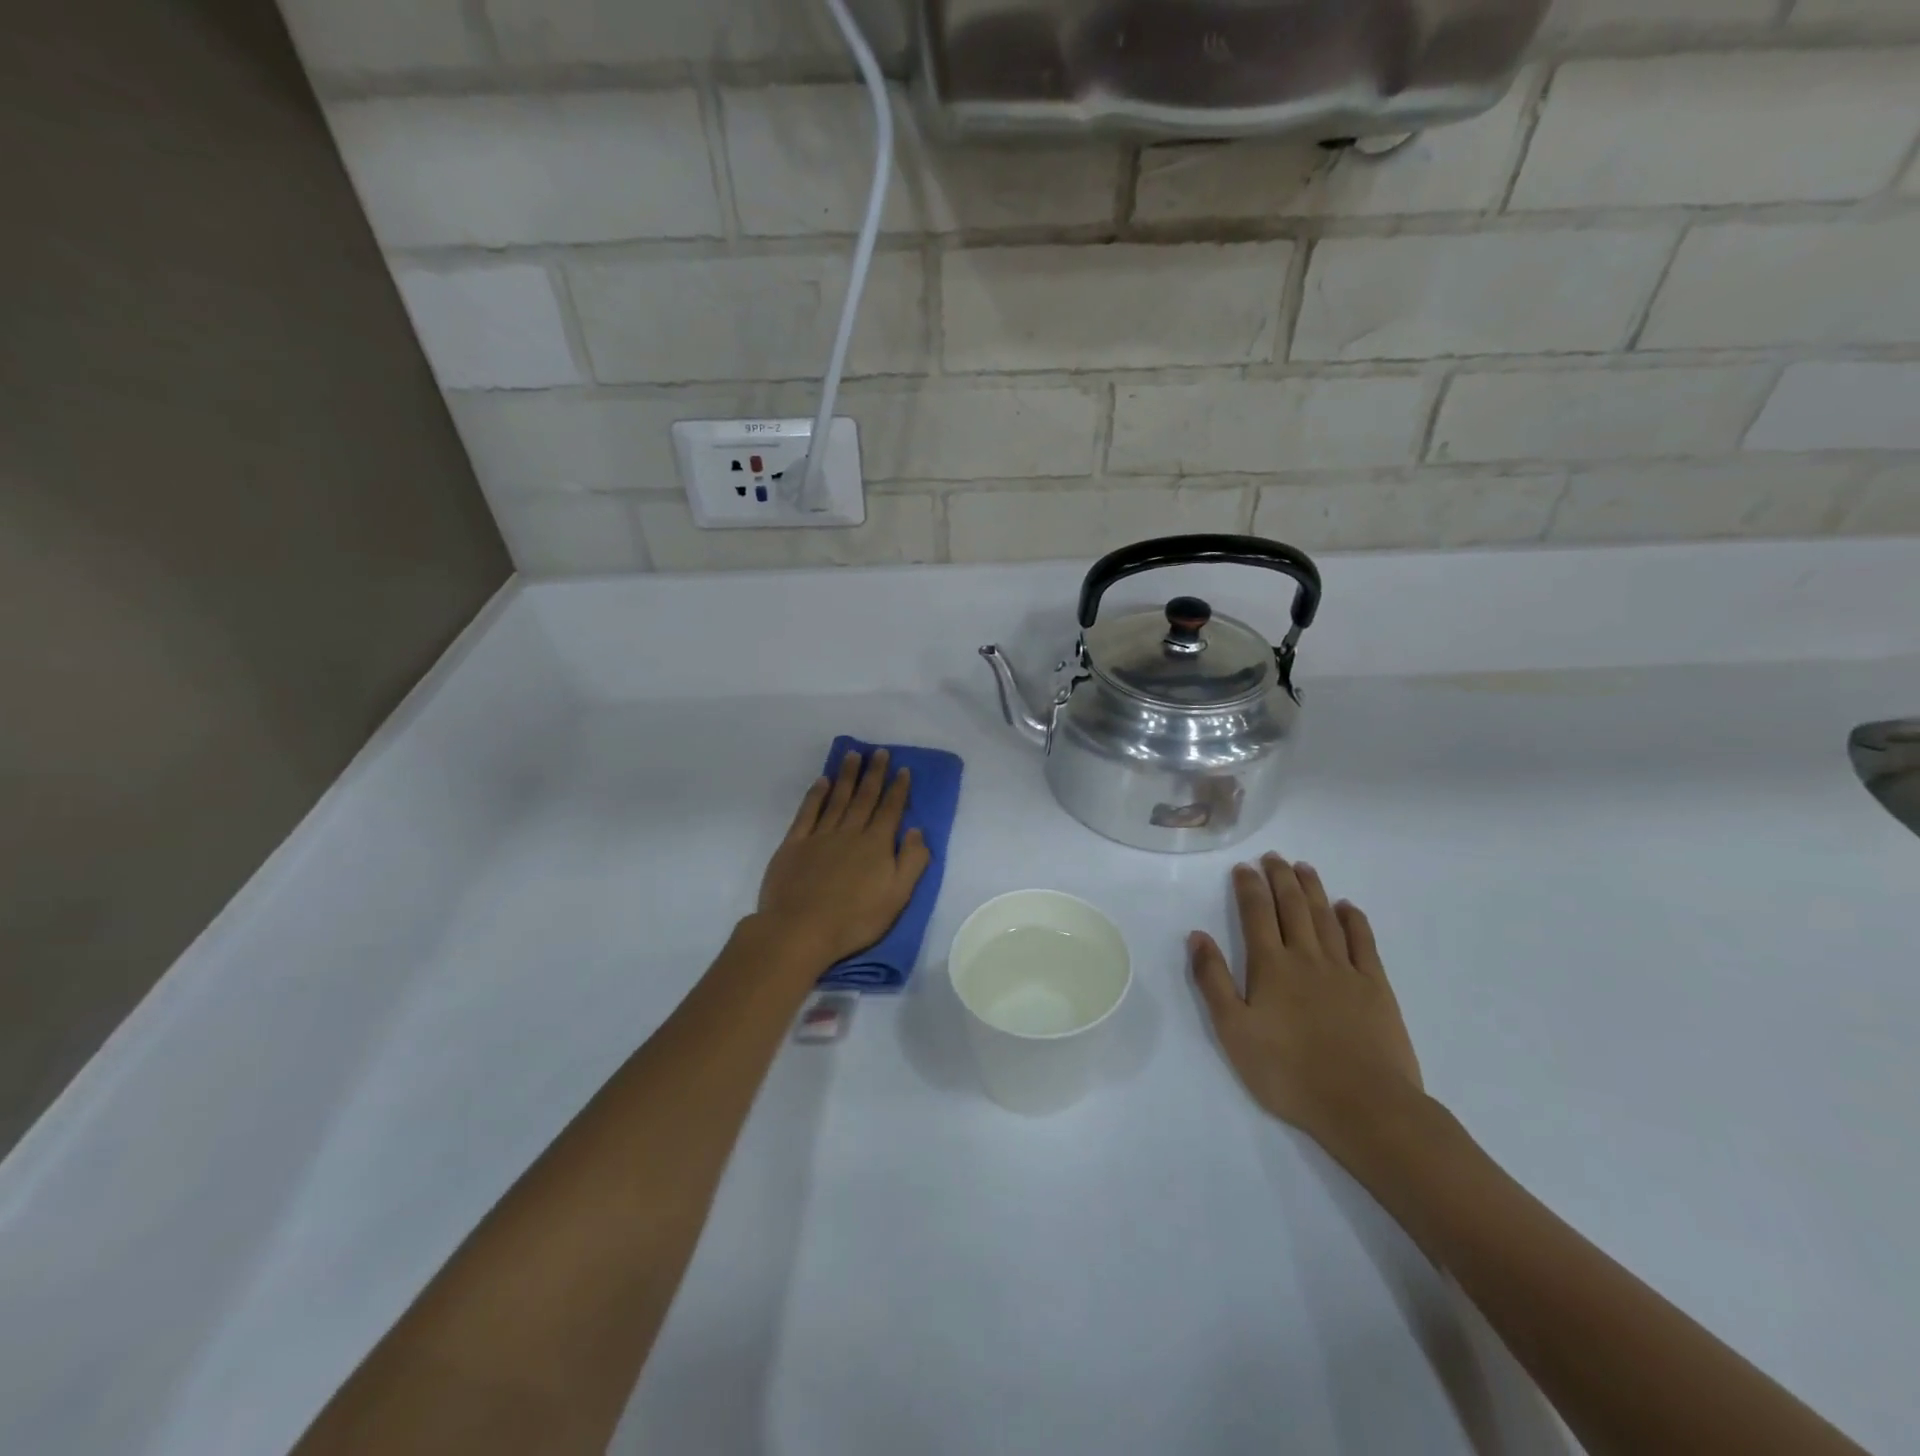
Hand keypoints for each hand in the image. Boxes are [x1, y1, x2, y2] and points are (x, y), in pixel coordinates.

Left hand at [754, 749, 931, 968]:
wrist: (800, 930)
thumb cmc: (855, 919)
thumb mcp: (898, 896)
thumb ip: (912, 861)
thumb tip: (916, 830)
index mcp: (876, 845)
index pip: (890, 810)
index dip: (898, 789)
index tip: (903, 769)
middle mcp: (850, 832)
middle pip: (864, 797)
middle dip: (874, 773)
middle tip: (879, 752)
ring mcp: (820, 836)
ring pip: (837, 798)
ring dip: (847, 776)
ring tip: (853, 755)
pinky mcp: (794, 844)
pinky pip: (808, 812)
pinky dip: (816, 795)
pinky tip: (822, 782)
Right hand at [1190, 853, 1425, 1162]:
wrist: (1365, 1105)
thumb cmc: (1289, 1072)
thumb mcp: (1234, 1031)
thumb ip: (1214, 981)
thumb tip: (1197, 936)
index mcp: (1270, 966)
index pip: (1256, 914)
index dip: (1249, 887)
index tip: (1244, 867)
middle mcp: (1307, 957)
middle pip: (1292, 906)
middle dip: (1280, 878)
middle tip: (1274, 856)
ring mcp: (1345, 970)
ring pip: (1325, 917)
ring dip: (1313, 889)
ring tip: (1304, 868)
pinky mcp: (1376, 987)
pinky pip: (1364, 942)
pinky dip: (1354, 920)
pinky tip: (1347, 907)